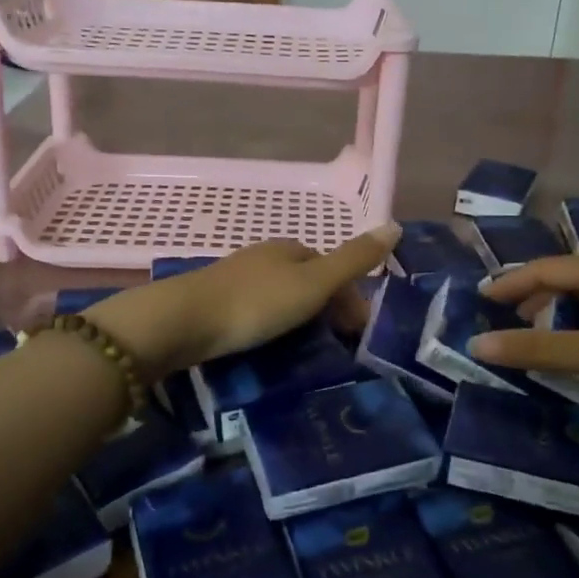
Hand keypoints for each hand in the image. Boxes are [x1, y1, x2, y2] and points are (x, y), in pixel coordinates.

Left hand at [88, 225, 399, 380]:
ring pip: (282, 296)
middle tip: (337, 347)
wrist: (183, 322)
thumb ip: (353, 260)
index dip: (351, 296)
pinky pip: (258, 311)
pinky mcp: (216, 303)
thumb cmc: (256, 302)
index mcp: (290, 248)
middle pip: (308, 280)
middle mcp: (264, 257)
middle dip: (328, 308)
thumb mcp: (313, 283)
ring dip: (301, 319)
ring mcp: (237, 279)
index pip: (331, 266)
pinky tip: (270, 346)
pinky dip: (273, 325)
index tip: (359, 332)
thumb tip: (395, 225)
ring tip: (307, 352)